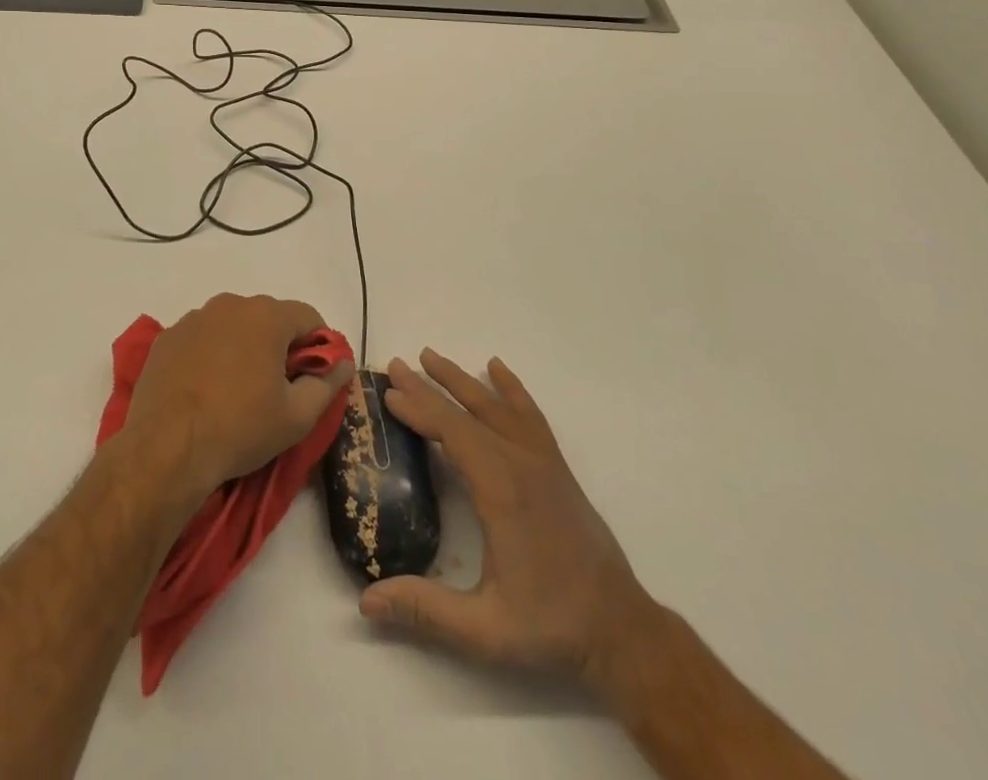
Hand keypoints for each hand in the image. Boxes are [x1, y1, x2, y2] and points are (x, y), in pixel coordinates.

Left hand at [125, 293, 353, 509]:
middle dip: (280, 345)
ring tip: (239, 390)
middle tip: (278, 388)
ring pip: (234, 325)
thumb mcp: (296, 417)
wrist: (166, 448)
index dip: (319, 345)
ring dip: (244, 347)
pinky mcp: (168, 337)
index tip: (314, 377)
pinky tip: (206, 389)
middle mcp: (230, 305)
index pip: (308, 317)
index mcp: (266, 316)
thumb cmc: (240, 428)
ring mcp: (195, 318)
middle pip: (269, 317)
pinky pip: (202, 337)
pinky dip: (211, 354)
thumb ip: (327, 385)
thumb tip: (343, 364)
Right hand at [358, 349, 661, 690]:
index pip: (452, 432)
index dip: (419, 409)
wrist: (621, 631)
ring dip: (461, 379)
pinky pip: (530, 415)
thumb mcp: (485, 630)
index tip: (389, 393)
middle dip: (428, 386)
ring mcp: (542, 462)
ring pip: (496, 406)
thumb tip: (366, 601)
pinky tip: (497, 368)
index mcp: (501, 490)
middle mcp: (521, 464)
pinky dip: (511, 388)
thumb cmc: (550, 626)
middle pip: (468, 411)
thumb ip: (425, 610)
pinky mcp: (556, 468)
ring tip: (431, 356)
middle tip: (395, 364)